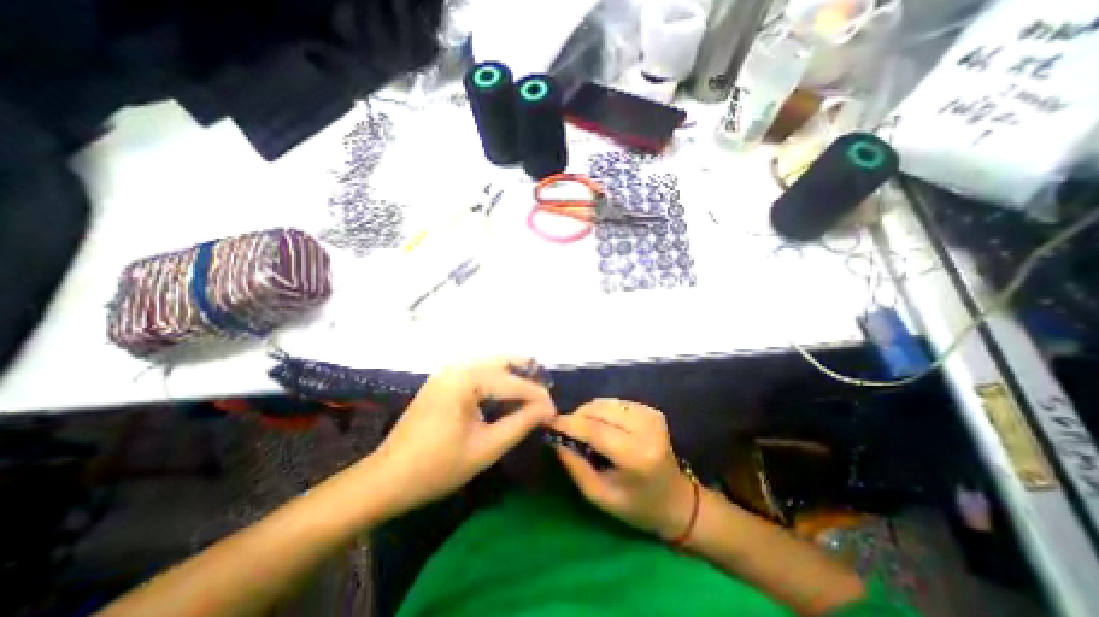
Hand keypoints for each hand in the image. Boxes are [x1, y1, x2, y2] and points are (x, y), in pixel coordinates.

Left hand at [374, 356, 558, 514]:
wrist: (386, 479)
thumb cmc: (436, 468)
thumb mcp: (485, 448)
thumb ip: (520, 424)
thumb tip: (547, 409)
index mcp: (465, 380)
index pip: (512, 382)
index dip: (537, 396)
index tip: (554, 411)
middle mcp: (457, 367)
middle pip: (503, 361)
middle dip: (528, 376)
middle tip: (545, 396)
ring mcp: (448, 372)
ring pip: (491, 364)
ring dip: (514, 375)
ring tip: (533, 393)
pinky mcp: (444, 381)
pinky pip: (479, 372)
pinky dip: (498, 379)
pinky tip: (507, 394)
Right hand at [554, 399, 687, 538]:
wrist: (677, 500)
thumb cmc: (637, 506)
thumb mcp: (600, 496)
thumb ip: (576, 466)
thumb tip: (556, 439)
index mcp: (635, 455)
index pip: (594, 430)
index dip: (569, 423)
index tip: (549, 421)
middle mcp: (645, 428)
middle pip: (599, 410)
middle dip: (578, 416)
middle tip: (566, 430)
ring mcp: (651, 415)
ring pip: (606, 402)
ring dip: (590, 413)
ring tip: (585, 430)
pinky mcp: (652, 411)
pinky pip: (616, 403)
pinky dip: (603, 411)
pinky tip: (602, 426)